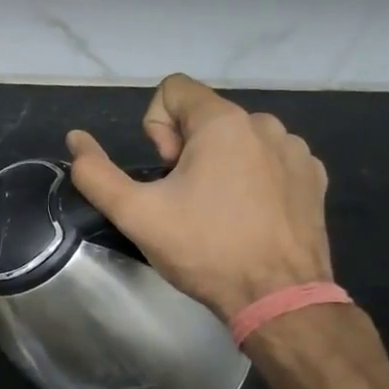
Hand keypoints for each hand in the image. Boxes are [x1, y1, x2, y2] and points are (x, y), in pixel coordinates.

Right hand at [65, 74, 331, 319]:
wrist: (279, 299)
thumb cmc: (204, 250)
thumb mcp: (135, 213)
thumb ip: (95, 172)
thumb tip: (75, 138)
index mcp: (223, 123)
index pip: (174, 89)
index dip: (156, 127)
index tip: (166, 171)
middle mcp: (265, 125)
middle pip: (204, 116)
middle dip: (185, 149)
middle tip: (184, 200)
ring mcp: (295, 151)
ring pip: (237, 138)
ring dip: (218, 163)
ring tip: (216, 211)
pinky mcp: (313, 178)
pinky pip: (269, 159)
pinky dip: (252, 177)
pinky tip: (247, 217)